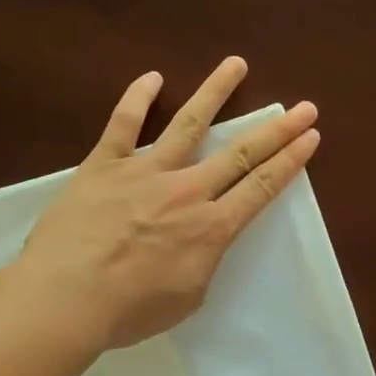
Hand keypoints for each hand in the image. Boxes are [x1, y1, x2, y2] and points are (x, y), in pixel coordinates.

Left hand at [11, 57, 318, 350]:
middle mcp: (187, 191)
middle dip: (277, 129)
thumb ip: (203, 261)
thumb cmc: (129, 310)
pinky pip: (124, 124)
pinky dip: (138, 98)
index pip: (261, 187)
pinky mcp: (104, 165)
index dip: (290, 160)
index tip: (310, 136)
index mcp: (211, 228)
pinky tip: (152, 78)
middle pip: (241, 153)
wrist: (65, 298)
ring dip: (216, 92)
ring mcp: (145, 172)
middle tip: (304, 107)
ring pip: (189, 124)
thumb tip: (200, 240)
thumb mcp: (187, 298)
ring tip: (236, 64)